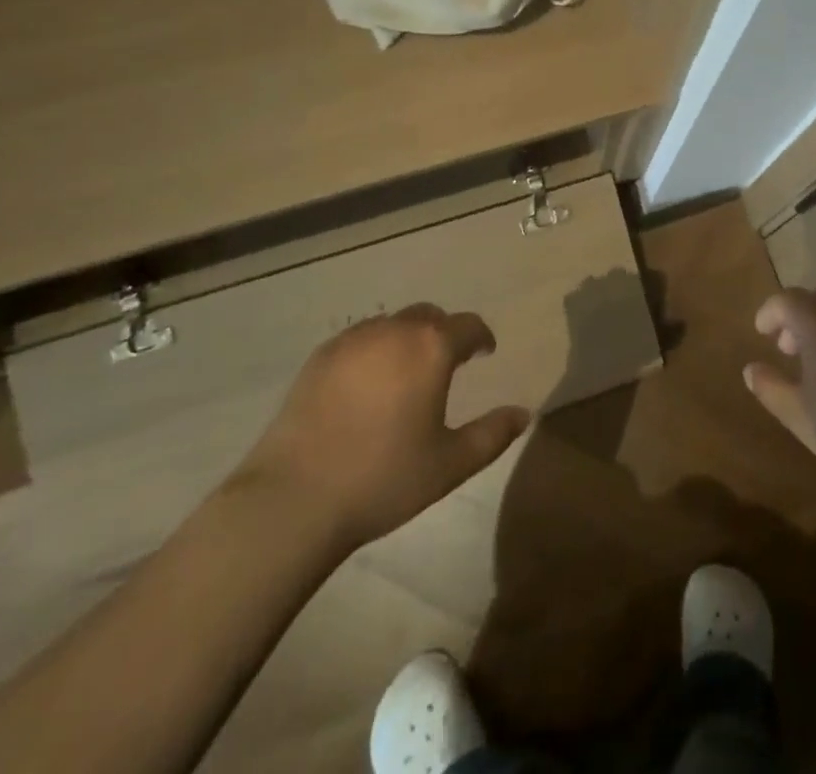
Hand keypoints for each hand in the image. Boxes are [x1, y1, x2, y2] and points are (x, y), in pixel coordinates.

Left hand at [232, 304, 530, 553]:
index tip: (485, 353)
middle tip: (447, 363)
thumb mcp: (450, 464)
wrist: (293, 499)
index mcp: (431, 347)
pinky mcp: (319, 357)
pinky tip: (366, 385)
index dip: (481, 338)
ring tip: (405, 373)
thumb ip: (493, 434)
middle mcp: (394, 330)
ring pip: (392, 324)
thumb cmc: (383, 478)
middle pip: (429, 316)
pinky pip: (358, 340)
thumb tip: (523, 414)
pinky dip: (372, 351)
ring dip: (407, 339)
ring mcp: (352, 340)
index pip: (468, 326)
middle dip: (444, 333)